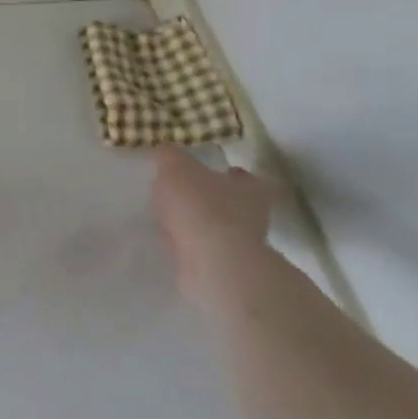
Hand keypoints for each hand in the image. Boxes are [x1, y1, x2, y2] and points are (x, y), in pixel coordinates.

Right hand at [151, 146, 272, 292]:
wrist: (213, 265)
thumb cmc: (201, 207)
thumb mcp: (176, 167)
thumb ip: (169, 155)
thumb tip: (165, 151)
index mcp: (250, 188)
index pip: (240, 175)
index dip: (222, 171)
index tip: (202, 170)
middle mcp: (252, 216)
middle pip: (227, 201)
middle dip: (205, 197)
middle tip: (177, 192)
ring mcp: (239, 246)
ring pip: (212, 226)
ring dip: (193, 222)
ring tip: (166, 215)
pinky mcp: (222, 268)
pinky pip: (199, 248)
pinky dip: (185, 243)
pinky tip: (167, 238)